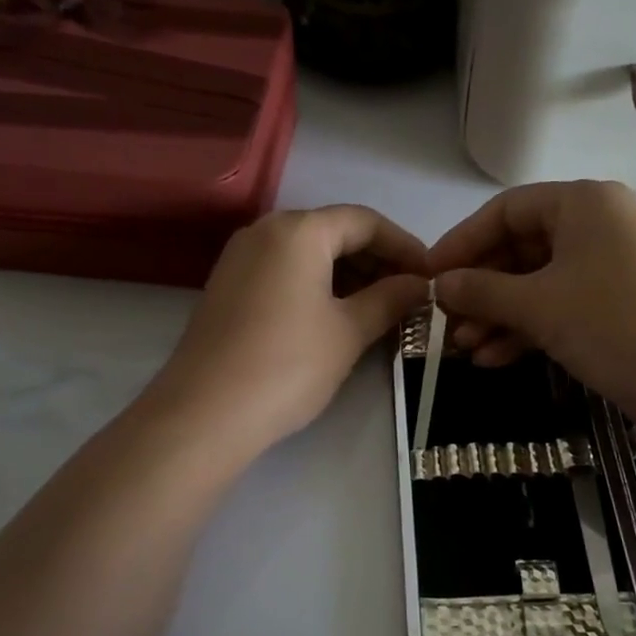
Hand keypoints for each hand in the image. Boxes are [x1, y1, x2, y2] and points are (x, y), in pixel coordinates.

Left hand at [152, 206, 429, 452]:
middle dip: (377, 261)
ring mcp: (241, 258)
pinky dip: (318, 286)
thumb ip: (390, 299)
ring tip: (381, 309)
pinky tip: (339, 316)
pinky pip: (285, 272)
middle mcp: (266, 231)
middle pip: (335, 232)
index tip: (431, 276)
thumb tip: (420, 285)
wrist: (204, 414)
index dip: (405, 246)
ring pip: (309, 253)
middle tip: (409, 296)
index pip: (365, 221)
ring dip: (349, 275)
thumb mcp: (349, 331)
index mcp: (298, 230)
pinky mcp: (229, 287)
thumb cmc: (287, 365)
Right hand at [429, 180, 635, 413]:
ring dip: (499, 315)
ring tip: (464, 349)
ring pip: (539, 282)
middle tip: (445, 322)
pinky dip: (528, 327)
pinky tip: (494, 358)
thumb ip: (481, 290)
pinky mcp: (620, 301)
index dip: (462, 243)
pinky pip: (562, 303)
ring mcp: (612, 264)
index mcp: (583, 202)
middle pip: (520, 248)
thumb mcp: (537, 305)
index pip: (505, 211)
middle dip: (480, 290)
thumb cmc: (611, 323)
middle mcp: (599, 223)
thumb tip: (439, 286)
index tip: (430, 276)